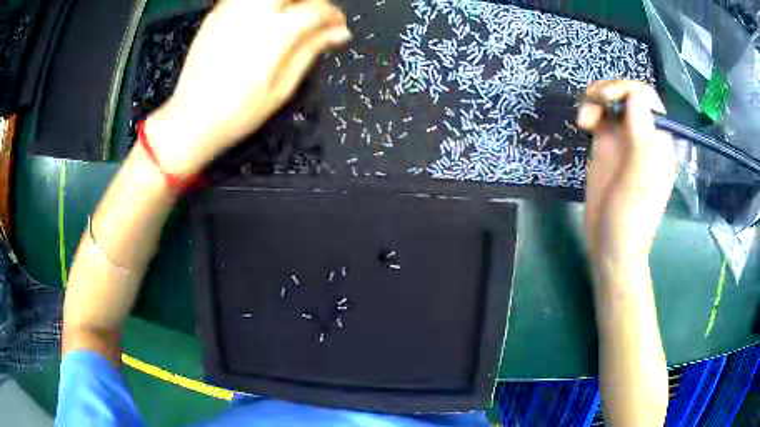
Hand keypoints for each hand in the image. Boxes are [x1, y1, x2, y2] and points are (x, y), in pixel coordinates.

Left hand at [146, 0, 350, 176]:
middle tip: (314, 20)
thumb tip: (340, 32)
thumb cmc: (238, 113)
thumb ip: (310, 51)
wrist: (189, 120)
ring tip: (289, 18)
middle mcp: (253, 12)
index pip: (317, 9)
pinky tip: (263, 19)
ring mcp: (230, 10)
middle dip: (311, 2)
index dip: (334, 16)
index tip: (338, 29)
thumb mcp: (282, 88)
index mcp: (274, 32)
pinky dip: (262, 3)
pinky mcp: (214, 15)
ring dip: (287, 1)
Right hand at [577, 80, 675, 280]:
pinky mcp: (607, 146)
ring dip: (595, 100)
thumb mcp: (639, 180)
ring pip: (612, 102)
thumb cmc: (630, 218)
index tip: (606, 99)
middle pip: (627, 95)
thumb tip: (636, 96)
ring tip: (584, 118)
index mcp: (658, 142)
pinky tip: (583, 124)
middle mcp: (643, 135)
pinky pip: (600, 116)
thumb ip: (642, 138)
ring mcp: (624, 140)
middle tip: (591, 102)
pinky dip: (590, 112)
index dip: (626, 89)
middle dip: (608, 91)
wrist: (611, 246)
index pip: (646, 98)